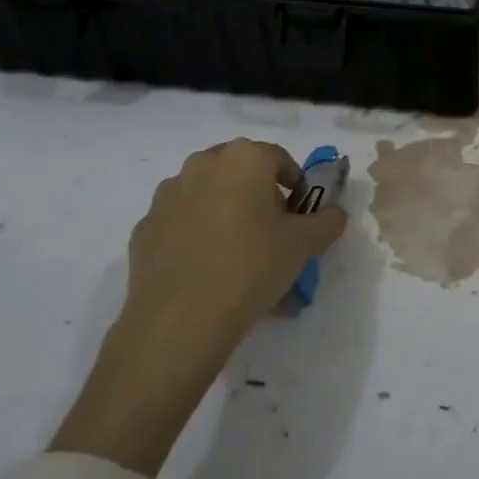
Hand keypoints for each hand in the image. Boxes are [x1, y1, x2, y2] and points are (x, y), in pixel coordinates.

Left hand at [52, 139, 346, 475]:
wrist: (179, 321)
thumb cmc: (251, 267)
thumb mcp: (305, 245)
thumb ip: (327, 221)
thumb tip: (334, 213)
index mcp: (244, 158)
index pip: (279, 159)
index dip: (296, 186)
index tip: (301, 217)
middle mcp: (202, 164)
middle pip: (241, 173)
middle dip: (260, 197)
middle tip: (273, 234)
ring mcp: (167, 195)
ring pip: (208, 196)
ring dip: (226, 214)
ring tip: (238, 257)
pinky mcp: (144, 228)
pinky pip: (181, 224)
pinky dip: (196, 237)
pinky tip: (207, 272)